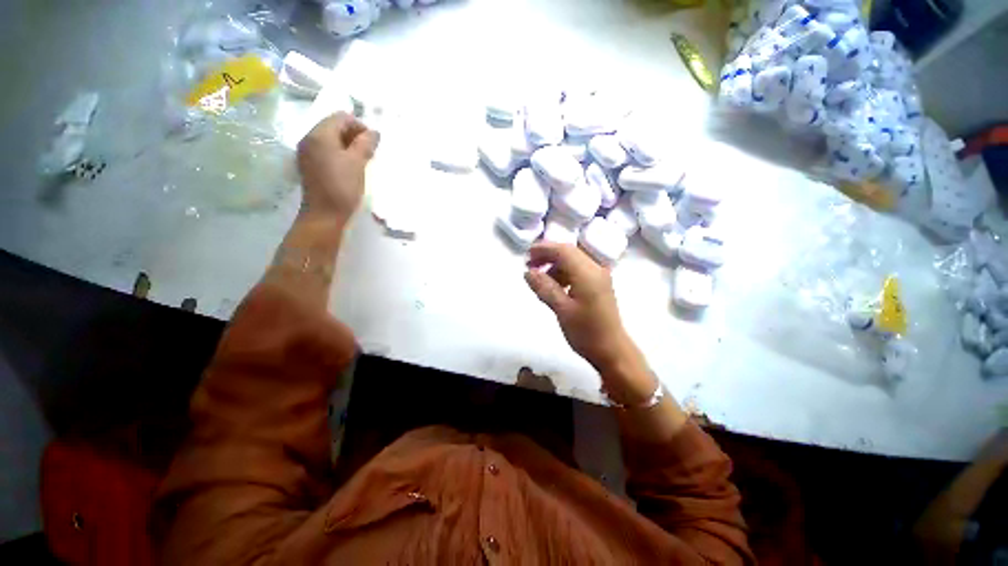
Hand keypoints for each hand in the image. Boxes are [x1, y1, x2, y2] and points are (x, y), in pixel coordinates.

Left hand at [297, 112, 378, 223]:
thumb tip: (374, 132)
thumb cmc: (343, 187)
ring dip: (348, 145)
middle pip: (334, 126)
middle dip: (354, 135)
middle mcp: (309, 138)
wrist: (325, 215)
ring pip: (330, 139)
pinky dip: (339, 153)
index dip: (360, 126)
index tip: (373, 143)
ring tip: (362, 160)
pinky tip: (349, 167)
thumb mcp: (358, 163)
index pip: (341, 117)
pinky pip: (326, 150)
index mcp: (320, 135)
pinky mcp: (309, 165)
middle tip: (369, 152)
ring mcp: (307, 152)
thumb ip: (366, 144)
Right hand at [524, 242, 636, 375]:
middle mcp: (596, 269)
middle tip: (530, 265)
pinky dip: (564, 272)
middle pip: (569, 252)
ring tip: (539, 277)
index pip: (563, 250)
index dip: (543, 249)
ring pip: (574, 260)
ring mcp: (599, 276)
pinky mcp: (599, 285)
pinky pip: (579, 270)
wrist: (612, 350)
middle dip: (548, 255)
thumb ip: (545, 288)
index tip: (526, 255)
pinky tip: (555, 285)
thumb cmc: (586, 332)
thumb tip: (528, 272)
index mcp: (587, 273)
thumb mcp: (562, 310)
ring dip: (555, 264)